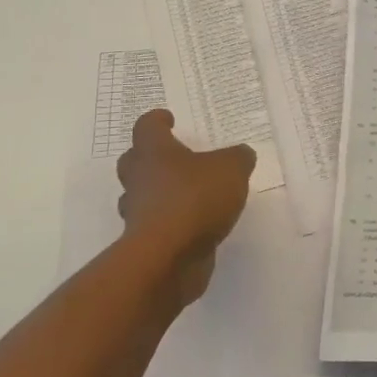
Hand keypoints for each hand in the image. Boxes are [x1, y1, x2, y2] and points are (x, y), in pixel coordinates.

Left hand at [116, 110, 255, 306]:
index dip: (157, 120)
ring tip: (188, 194)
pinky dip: (172, 222)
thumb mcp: (231, 168)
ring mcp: (138, 213)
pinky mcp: (145, 242)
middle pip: (135, 160)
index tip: (168, 119)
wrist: (168, 257)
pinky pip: (157, 224)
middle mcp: (139, 178)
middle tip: (175, 157)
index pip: (147, 126)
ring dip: (159, 192)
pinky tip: (195, 225)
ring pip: (142, 195)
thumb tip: (241, 155)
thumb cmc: (195, 199)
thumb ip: (238, 158)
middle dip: (151, 157)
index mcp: (154, 152)